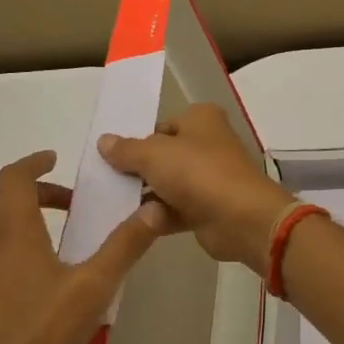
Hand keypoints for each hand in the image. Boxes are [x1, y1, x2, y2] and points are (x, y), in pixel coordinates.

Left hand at [0, 151, 164, 343]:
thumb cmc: (37, 335)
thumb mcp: (93, 289)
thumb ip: (125, 246)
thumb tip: (156, 206)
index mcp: (12, 233)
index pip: (14, 178)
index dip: (34, 163)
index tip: (53, 159)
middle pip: (4, 206)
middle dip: (38, 198)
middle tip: (71, 208)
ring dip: (23, 232)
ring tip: (55, 253)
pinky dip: (8, 264)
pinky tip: (29, 299)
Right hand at [98, 104, 291, 272]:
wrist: (240, 218)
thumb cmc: (197, 172)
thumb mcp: (154, 154)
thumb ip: (126, 150)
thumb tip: (103, 141)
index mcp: (201, 119)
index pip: (161, 126)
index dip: (137, 140)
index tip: (109, 157)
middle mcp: (207, 144)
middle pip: (163, 156)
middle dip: (137, 170)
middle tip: (104, 182)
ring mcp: (209, 178)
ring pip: (168, 184)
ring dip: (145, 196)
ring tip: (111, 204)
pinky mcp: (208, 208)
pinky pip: (174, 210)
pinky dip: (157, 216)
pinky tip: (131, 224)